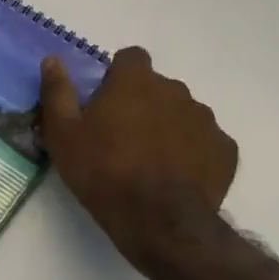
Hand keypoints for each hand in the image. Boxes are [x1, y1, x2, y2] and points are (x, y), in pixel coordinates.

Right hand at [40, 48, 237, 272]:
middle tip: (122, 137)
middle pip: (157, 87)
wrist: (158, 222)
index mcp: (135, 81)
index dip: (118, 75)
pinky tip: (177, 177)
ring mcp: (205, 120)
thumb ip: (57, 91)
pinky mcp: (225, 150)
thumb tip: (53, 60)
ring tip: (151, 161)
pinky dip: (193, 153)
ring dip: (168, 127)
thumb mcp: (63, 134)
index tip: (106, 101)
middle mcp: (175, 90)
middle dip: (143, 103)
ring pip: (183, 113)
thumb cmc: (102, 172)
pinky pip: (206, 142)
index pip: (131, 57)